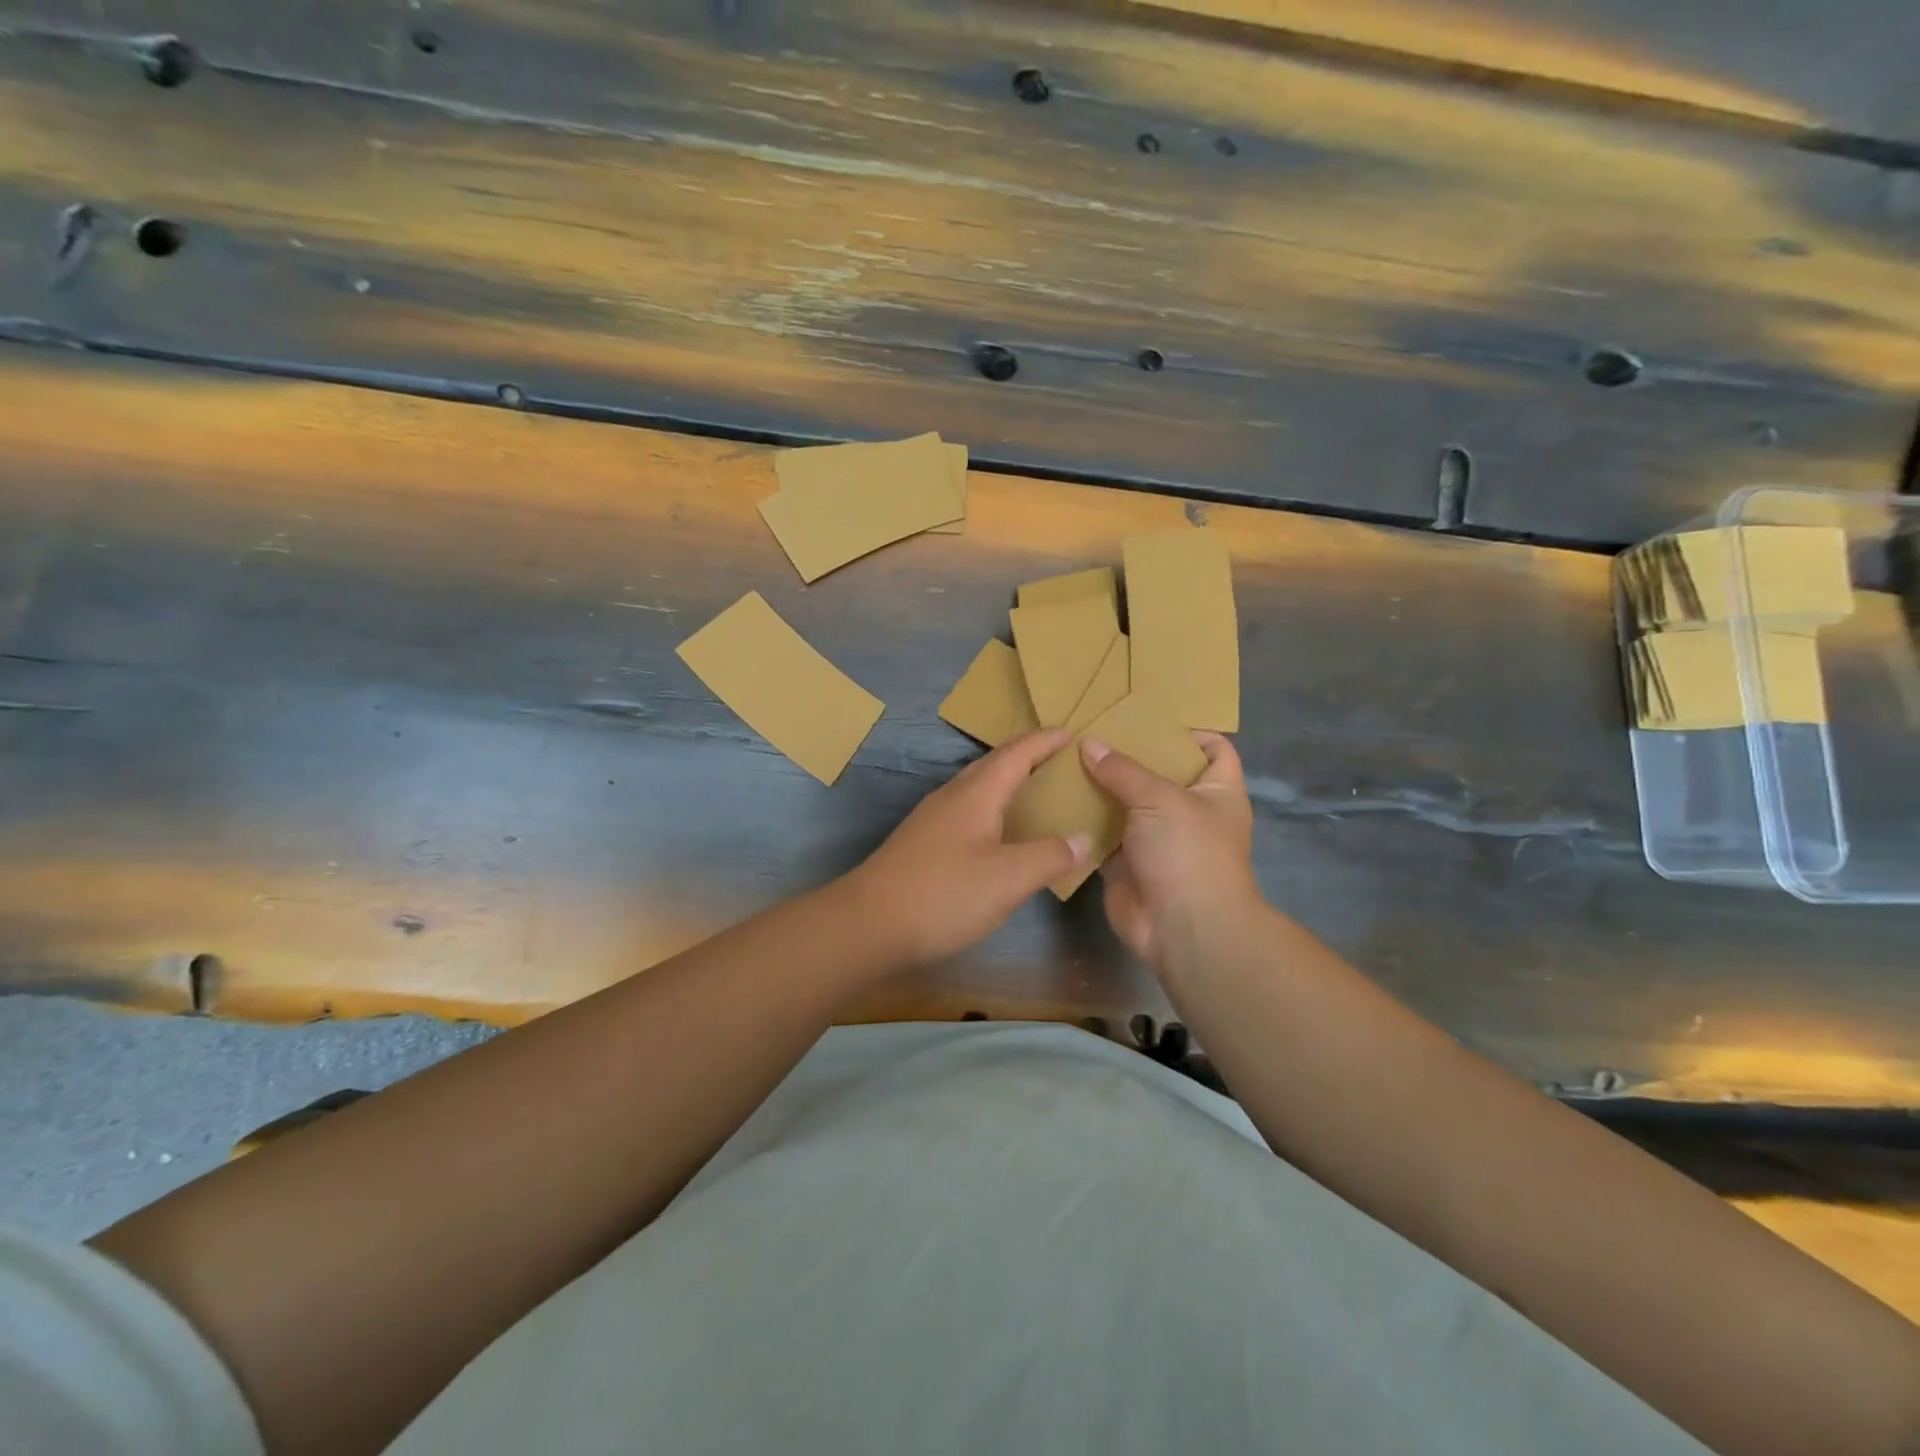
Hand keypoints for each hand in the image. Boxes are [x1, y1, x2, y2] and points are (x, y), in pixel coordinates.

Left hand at [849, 728, 1090, 964]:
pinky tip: (1001, 830)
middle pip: (994, 763)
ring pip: (978, 785)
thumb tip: (1083, 838)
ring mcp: (933, 818)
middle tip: (1061, 758)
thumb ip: (1049, 856)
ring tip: (1037, 789)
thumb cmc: (943, 895)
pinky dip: (994, 805)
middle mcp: (952, 796)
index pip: (1017, 753)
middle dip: (1028, 754)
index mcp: (976, 794)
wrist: (868, 924)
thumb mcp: (1008, 879)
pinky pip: (968, 808)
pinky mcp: (923, 841)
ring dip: (1009, 779)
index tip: (1073, 731)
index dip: (1046, 740)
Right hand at [1080, 732, 1258, 969]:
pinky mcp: (1125, 862)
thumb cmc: (1188, 852)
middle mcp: (1187, 811)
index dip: (1188, 732)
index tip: (1146, 719)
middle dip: (1128, 755)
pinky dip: (1083, 819)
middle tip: (1090, 731)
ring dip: (1100, 787)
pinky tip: (1056, 797)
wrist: (1182, 928)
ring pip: (1125, 804)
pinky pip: (1102, 833)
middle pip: (1159, 773)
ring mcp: (1155, 838)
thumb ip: (1122, 769)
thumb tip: (1088, 743)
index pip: (1214, 749)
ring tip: (1065, 757)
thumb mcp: (1160, 798)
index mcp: (1216, 791)